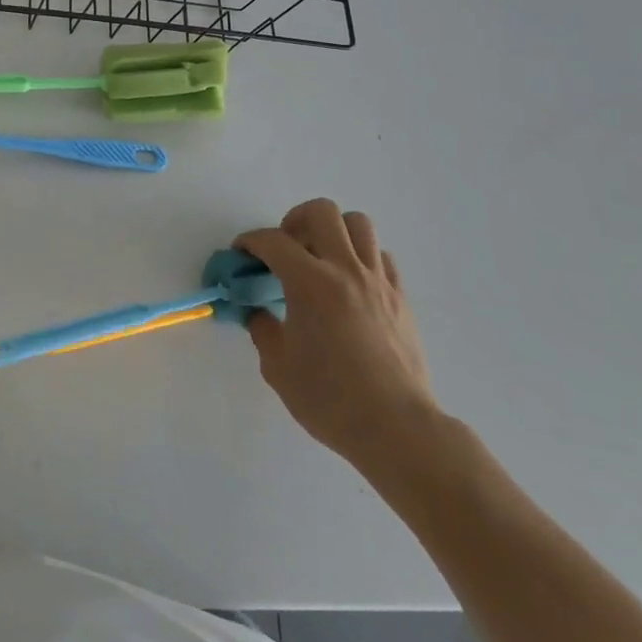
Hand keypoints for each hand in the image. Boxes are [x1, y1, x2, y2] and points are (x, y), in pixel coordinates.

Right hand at [238, 200, 437, 471]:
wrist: (397, 429)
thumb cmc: (331, 400)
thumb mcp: (278, 367)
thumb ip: (263, 329)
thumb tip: (259, 312)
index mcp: (311, 284)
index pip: (273, 241)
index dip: (250, 241)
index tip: (241, 254)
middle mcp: (345, 271)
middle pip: (322, 212)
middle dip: (294, 220)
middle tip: (285, 248)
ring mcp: (378, 281)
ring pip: (358, 224)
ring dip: (332, 231)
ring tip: (319, 258)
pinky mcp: (400, 297)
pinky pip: (379, 256)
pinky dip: (359, 257)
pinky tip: (348, 284)